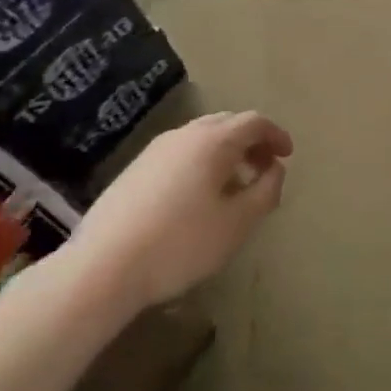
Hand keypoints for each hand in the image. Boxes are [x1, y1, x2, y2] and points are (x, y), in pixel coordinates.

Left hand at [61, 110, 292, 307]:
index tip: (288, 156)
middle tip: (264, 169)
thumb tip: (275, 169)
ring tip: (234, 186)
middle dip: (251, 142)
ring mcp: (154, 150)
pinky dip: (202, 162)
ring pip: (201, 137)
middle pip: (227, 123)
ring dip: (226, 153)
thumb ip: (266, 190)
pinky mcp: (134, 170)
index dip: (276, 135)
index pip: (254, 122)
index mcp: (213, 141)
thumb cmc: (181, 243)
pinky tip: (199, 197)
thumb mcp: (238, 222)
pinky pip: (180, 153)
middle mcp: (184, 135)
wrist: (103, 268)